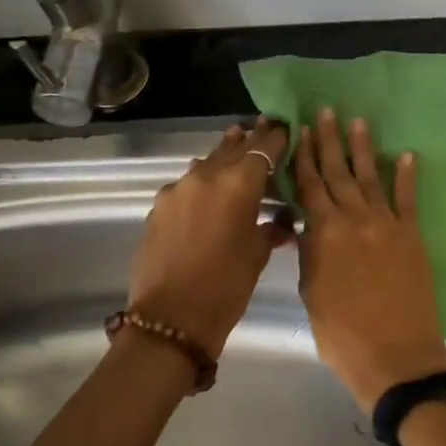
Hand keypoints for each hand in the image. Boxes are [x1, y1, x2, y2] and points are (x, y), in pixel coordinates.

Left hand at [127, 119, 292, 355]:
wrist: (170, 318)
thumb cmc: (226, 287)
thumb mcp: (258, 254)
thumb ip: (271, 227)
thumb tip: (282, 219)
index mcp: (238, 183)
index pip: (264, 148)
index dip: (277, 138)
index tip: (286, 128)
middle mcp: (206, 175)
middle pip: (233, 148)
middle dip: (251, 139)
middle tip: (265, 127)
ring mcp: (178, 189)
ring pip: (207, 162)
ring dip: (224, 156)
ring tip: (237, 147)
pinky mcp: (159, 206)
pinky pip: (188, 183)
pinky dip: (203, 181)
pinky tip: (209, 190)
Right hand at [294, 109, 445, 412]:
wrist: (395, 356)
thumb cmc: (342, 333)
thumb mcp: (311, 292)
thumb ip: (310, 254)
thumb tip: (306, 227)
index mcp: (324, 233)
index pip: (309, 186)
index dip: (303, 158)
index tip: (299, 131)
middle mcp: (355, 219)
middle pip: (338, 173)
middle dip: (329, 142)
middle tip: (327, 112)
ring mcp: (387, 225)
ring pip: (371, 178)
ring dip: (364, 149)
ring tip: (359, 122)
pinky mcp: (412, 236)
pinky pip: (408, 199)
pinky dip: (407, 176)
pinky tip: (406, 154)